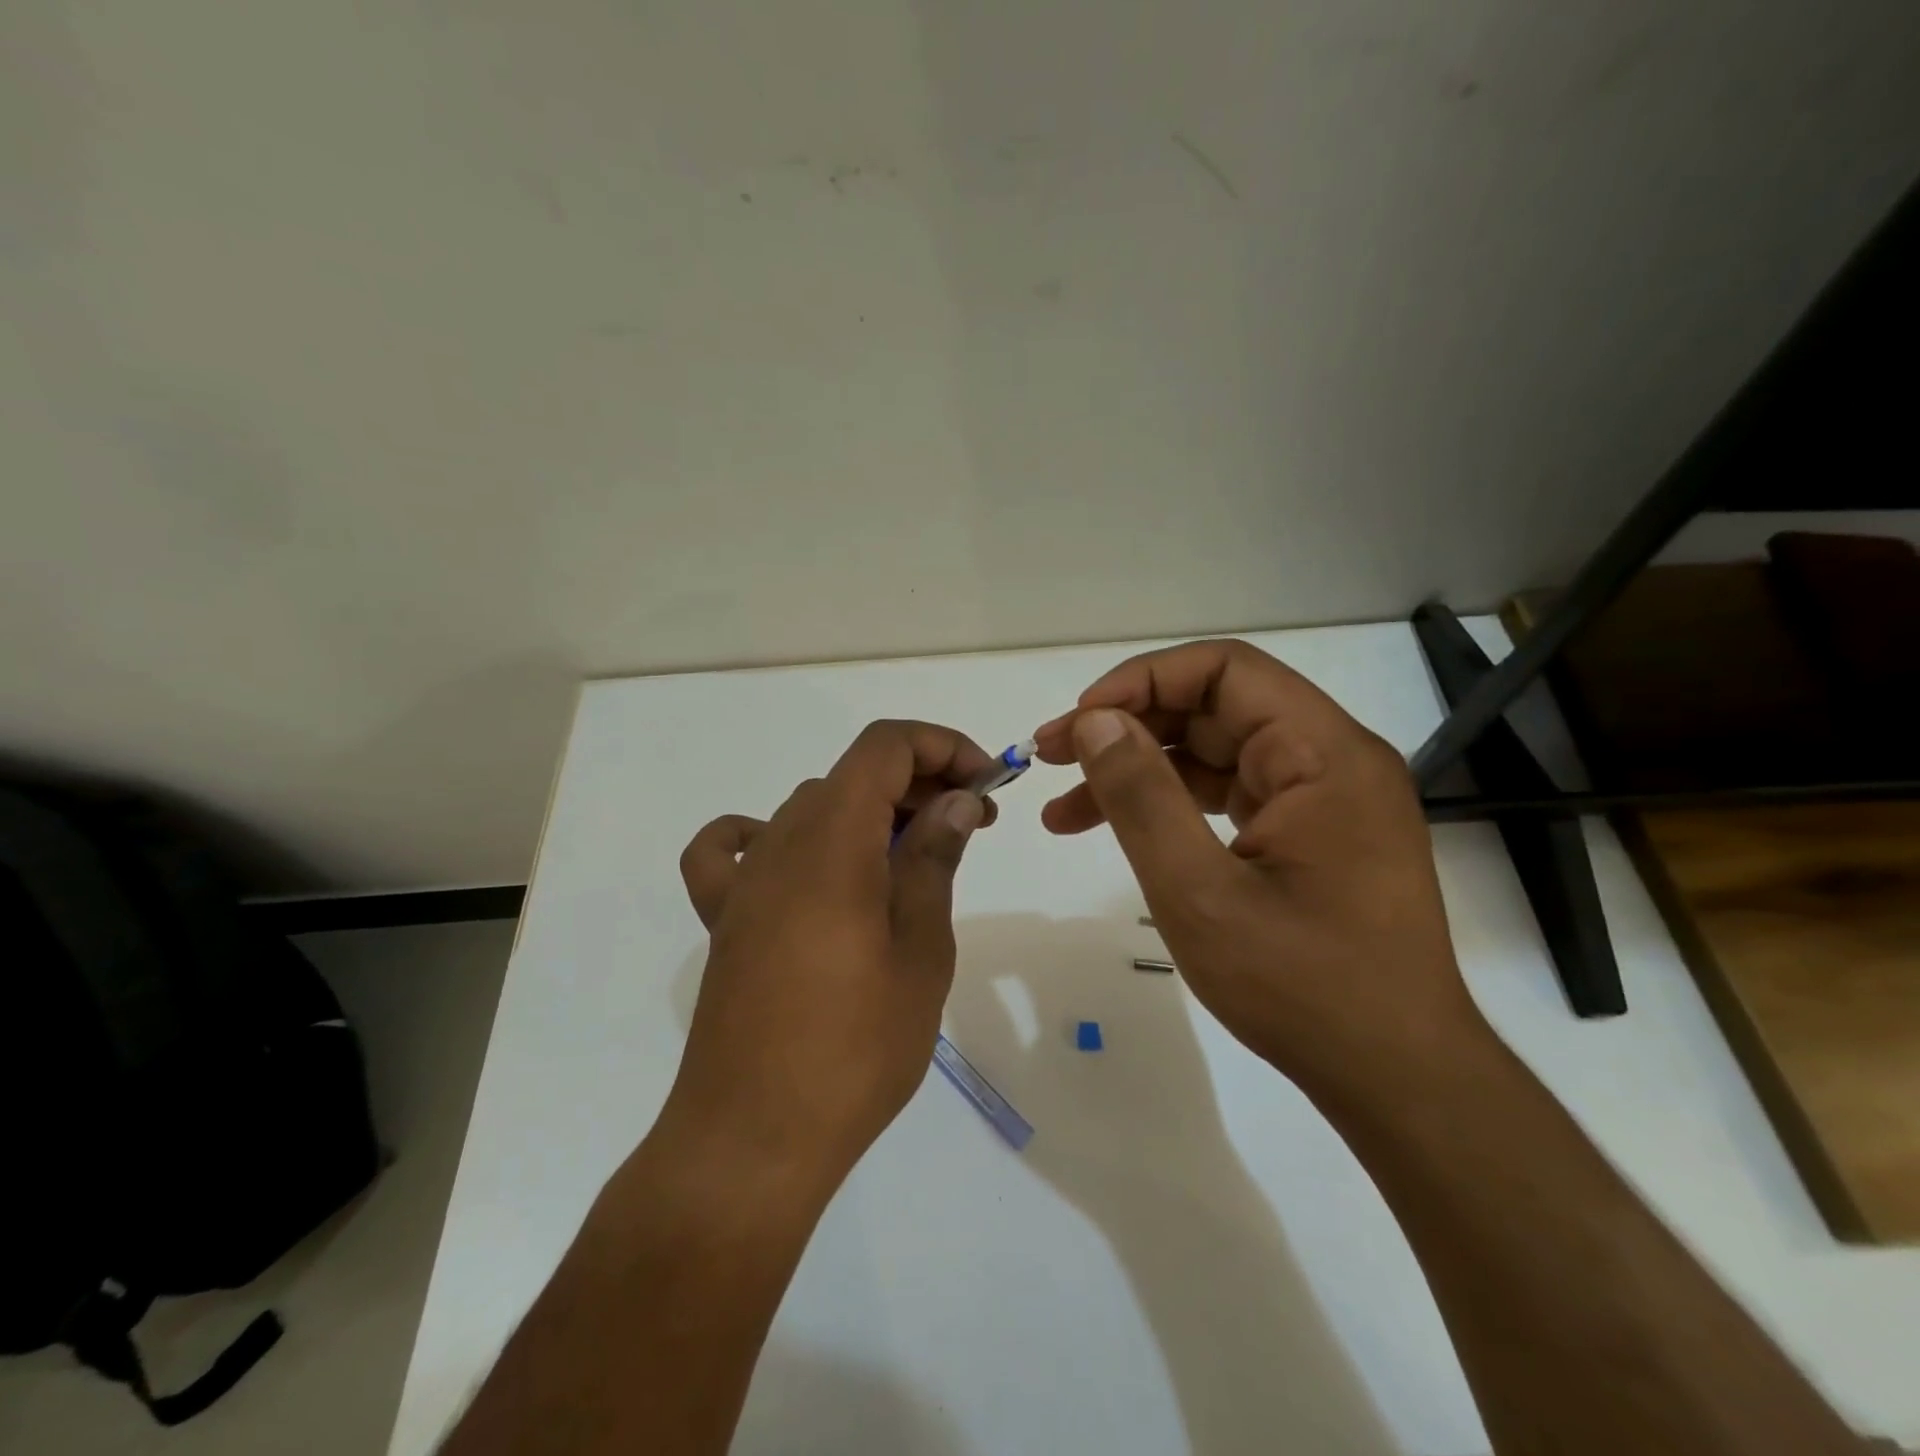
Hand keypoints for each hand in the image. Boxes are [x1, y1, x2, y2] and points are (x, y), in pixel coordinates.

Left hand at [668, 721, 997, 1193]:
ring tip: (913, 856)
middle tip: (973, 824)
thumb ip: (934, 860)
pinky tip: (797, 863)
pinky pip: (731, 850)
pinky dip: (766, 836)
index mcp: (834, 841)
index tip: (986, 784)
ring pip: (812, 807)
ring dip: (869, 812)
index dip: (942, 747)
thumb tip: (957, 799)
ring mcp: (746, 881)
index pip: (884, 746)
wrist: (753, 1139)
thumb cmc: (855, 1049)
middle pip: (854, 775)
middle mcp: (782, 843)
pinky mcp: (724, 918)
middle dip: (922, 783)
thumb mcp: (920, 949)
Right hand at [1033, 639, 1485, 1094]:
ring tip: (1064, 808)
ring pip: (1213, 753)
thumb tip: (1095, 722)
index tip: (1080, 722)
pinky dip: (1171, 806)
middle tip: (1051, 758)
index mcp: (1322, 753)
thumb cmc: (1302, 987)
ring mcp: (1322, 798)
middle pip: (1214, 708)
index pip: (1225, 670)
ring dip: (1138, 771)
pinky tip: (1118, 829)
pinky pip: (1229, 794)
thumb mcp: (1200, 891)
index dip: (1142, 681)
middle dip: (1127, 727)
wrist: (1394, 1077)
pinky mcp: (1309, 834)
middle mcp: (1330, 759)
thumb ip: (1142, 797)